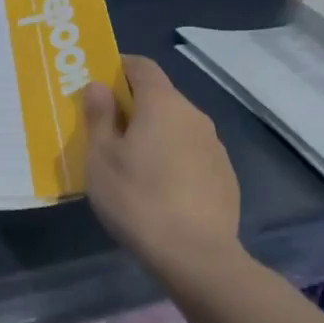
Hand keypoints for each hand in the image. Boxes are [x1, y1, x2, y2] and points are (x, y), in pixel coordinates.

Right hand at [82, 55, 241, 276]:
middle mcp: (193, 115)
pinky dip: (173, 159)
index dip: (118, 67)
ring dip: (154, 134)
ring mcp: (214, 146)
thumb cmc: (138, 199)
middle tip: (107, 131)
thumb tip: (98, 85)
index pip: (142, 66)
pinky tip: (160, 190)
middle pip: (160, 96)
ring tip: (132, 165)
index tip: (98, 84)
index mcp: (162, 103)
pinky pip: (191, 153)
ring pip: (176, 127)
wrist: (197, 257)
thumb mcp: (101, 158)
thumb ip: (99, 115)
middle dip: (133, 106)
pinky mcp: (225, 175)